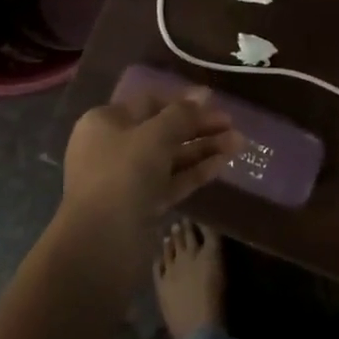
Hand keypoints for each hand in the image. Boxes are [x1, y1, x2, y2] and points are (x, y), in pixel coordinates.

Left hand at [56, 86, 240, 263]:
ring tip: (239, 142)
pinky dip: (196, 171)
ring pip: (171, 157)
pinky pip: (172, 180)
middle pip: (163, 130)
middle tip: (232, 124)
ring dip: (203, 148)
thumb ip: (182, 114)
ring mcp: (128, 178)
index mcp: (106, 122)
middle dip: (199, 126)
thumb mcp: (155, 135)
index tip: (214, 100)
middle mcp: (114, 146)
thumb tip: (203, 94)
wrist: (99, 244)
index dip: (183, 100)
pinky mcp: (142, 205)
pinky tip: (223, 163)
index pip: (150, 102)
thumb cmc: (122, 174)